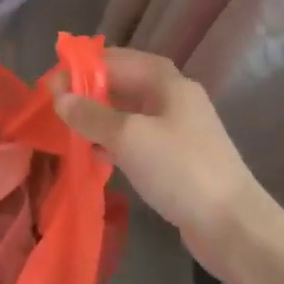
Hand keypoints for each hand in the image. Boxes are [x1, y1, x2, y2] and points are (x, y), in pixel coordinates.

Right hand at [51, 48, 283, 283]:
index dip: (83, 67)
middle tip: (56, 107)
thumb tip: (60, 98)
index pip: (118, 59)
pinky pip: (138, 139)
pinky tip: (96, 155)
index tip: (52, 84)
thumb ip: (90, 114)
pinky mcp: (178, 158)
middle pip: (124, 84)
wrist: (232, 224)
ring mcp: (179, 130)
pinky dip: (115, 141)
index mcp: (168, 82)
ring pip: (130, 113)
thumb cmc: (179, 169)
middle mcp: (175, 99)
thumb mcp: (128, 137)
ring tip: (70, 130)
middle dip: (89, 92)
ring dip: (100, 118)